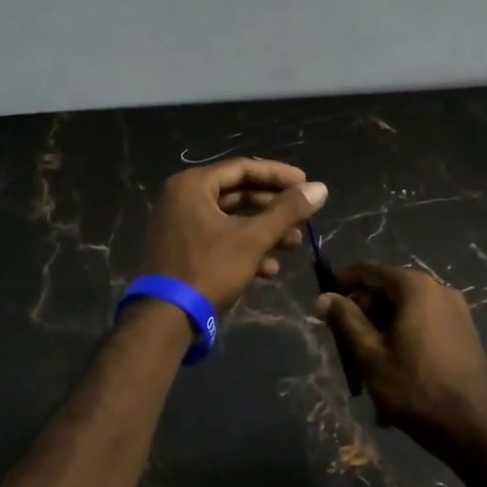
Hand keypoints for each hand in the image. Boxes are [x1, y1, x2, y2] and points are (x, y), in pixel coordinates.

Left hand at [138, 159, 327, 314]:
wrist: (166, 318)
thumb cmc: (209, 268)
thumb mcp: (253, 238)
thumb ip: (287, 211)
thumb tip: (320, 188)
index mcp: (193, 185)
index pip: (244, 168)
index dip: (279, 176)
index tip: (307, 185)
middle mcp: (184, 198)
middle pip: (239, 194)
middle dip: (275, 209)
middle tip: (304, 217)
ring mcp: (182, 225)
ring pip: (232, 220)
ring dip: (265, 231)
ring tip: (295, 244)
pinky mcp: (184, 250)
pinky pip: (220, 239)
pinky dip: (246, 249)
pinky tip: (270, 269)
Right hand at [316, 264, 486, 455]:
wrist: (471, 428)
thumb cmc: (414, 387)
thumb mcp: (370, 354)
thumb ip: (345, 320)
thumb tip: (323, 298)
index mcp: (415, 287)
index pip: (369, 272)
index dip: (343, 284)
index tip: (326, 305)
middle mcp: (439, 289)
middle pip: (389, 290)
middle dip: (364, 312)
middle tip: (346, 341)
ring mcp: (457, 310)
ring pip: (407, 310)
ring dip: (383, 328)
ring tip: (369, 362)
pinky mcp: (465, 332)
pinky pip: (425, 324)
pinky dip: (405, 337)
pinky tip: (396, 368)